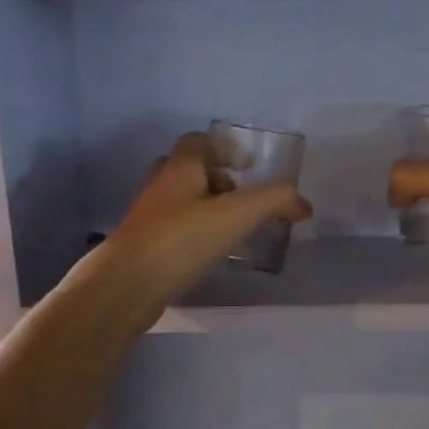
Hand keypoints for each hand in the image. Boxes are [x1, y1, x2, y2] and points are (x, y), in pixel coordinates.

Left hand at [93, 132, 310, 320]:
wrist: (126, 286)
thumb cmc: (182, 240)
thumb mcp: (237, 214)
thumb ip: (273, 200)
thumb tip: (302, 202)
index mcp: (179, 169)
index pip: (198, 142)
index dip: (224, 148)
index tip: (247, 167)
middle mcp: (160, 188)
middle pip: (187, 170)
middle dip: (216, 180)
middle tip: (241, 199)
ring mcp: (148, 220)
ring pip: (180, 202)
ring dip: (207, 209)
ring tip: (234, 231)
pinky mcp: (145, 249)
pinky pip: (174, 231)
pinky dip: (196, 236)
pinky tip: (213, 256)